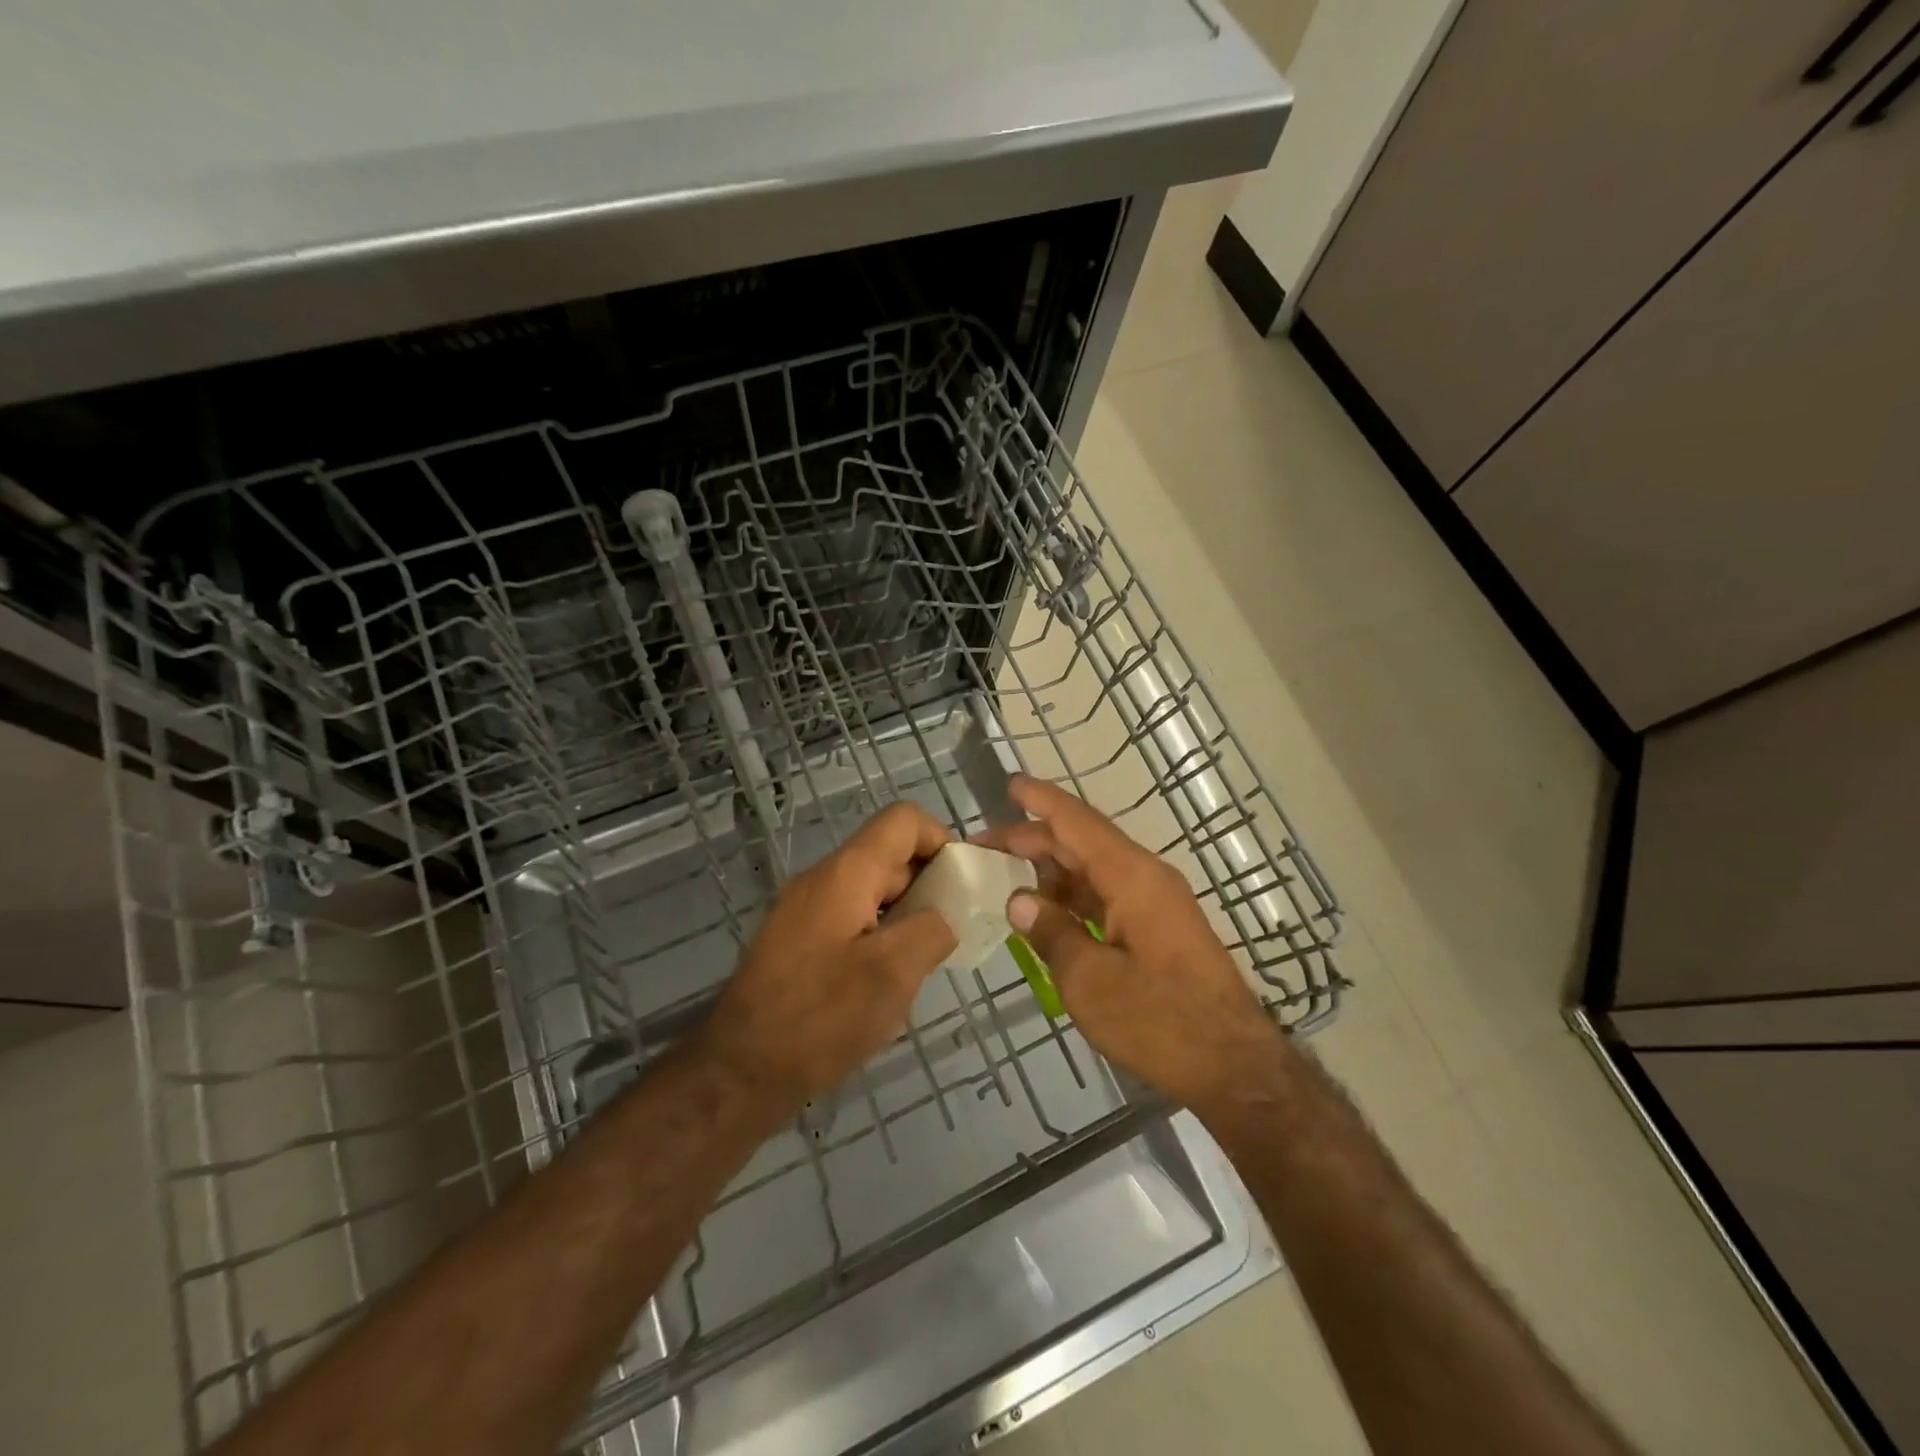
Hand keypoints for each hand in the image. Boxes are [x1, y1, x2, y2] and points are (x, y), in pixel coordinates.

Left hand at [699, 802, 957, 1114]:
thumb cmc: (821, 1017)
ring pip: (871, 890)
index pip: (903, 820)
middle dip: (929, 883)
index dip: (942, 839)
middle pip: (889, 854)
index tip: (963, 884)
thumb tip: (942, 917)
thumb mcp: (894, 972)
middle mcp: (823, 879)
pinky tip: (888, 979)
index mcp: (847, 873)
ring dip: (906, 914)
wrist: (740, 1070)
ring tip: (925, 959)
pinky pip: (851, 918)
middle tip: (954, 930)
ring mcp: (804, 910)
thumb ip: (932, 929)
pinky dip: (880, 934)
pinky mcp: (797, 941)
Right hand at [983, 775, 1288, 1112]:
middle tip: (984, 848)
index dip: (1042, 801)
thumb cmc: (1159, 1020)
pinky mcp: (1158, 930)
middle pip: (1083, 844)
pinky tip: (1044, 911)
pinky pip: (1107, 897)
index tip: (1010, 784)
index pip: (1078, 823)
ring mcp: (1155, 904)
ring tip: (1004, 876)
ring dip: (1051, 870)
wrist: (1234, 1067)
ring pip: (1094, 871)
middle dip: (1033, 840)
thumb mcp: (1089, 980)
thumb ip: (1051, 933)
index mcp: (1132, 877)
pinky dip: (1072, 897)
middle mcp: (1146, 878)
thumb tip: (1019, 900)